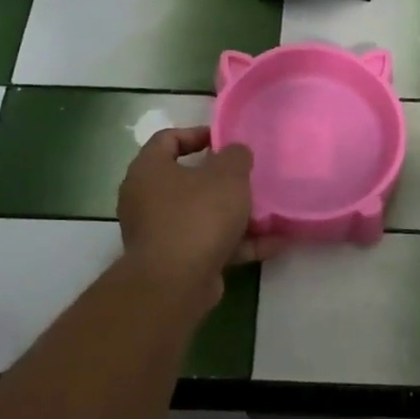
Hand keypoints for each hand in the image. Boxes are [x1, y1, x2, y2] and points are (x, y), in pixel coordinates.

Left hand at [118, 128, 278, 299]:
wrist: (175, 284)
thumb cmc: (197, 216)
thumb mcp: (227, 175)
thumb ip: (236, 156)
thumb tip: (235, 153)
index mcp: (149, 170)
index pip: (168, 139)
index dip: (199, 134)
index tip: (227, 141)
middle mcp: (146, 199)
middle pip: (187, 180)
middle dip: (222, 180)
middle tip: (248, 178)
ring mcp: (159, 233)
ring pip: (201, 215)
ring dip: (235, 215)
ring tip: (269, 213)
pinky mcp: (175, 262)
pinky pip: (209, 244)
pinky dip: (237, 243)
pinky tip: (273, 244)